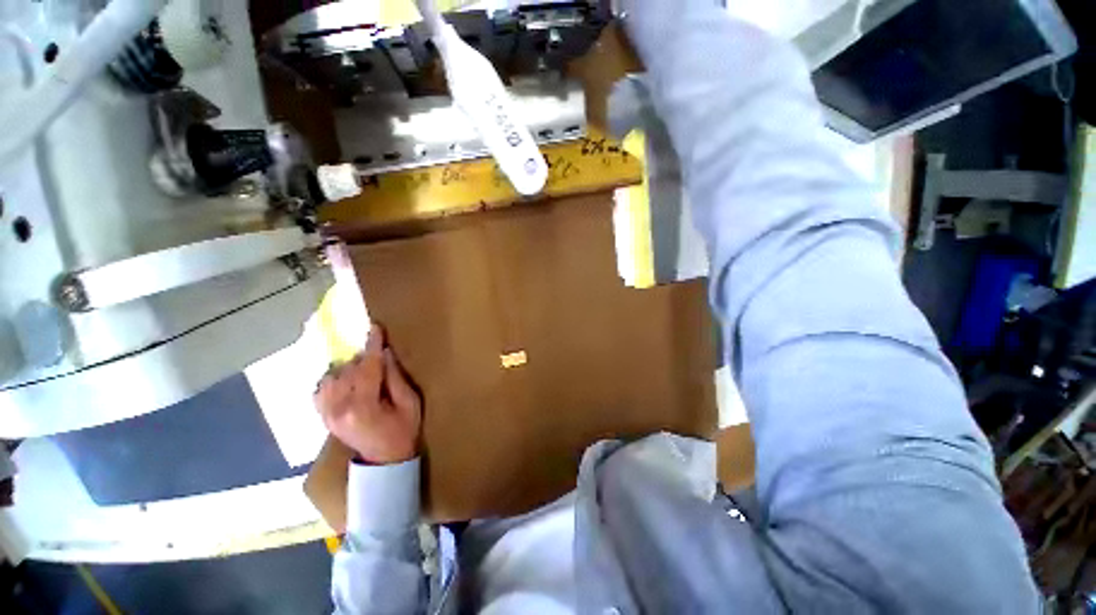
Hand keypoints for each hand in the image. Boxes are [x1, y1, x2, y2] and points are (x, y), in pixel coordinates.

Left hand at [314, 326, 422, 464]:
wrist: (384, 461)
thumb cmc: (404, 430)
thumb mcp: (410, 403)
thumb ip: (396, 378)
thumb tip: (385, 353)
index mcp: (363, 407)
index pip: (367, 369)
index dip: (373, 346)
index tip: (375, 327)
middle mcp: (339, 409)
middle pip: (349, 370)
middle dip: (365, 360)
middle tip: (380, 362)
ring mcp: (327, 414)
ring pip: (333, 376)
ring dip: (350, 369)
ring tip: (366, 375)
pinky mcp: (323, 416)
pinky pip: (321, 388)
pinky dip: (334, 380)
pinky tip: (347, 382)